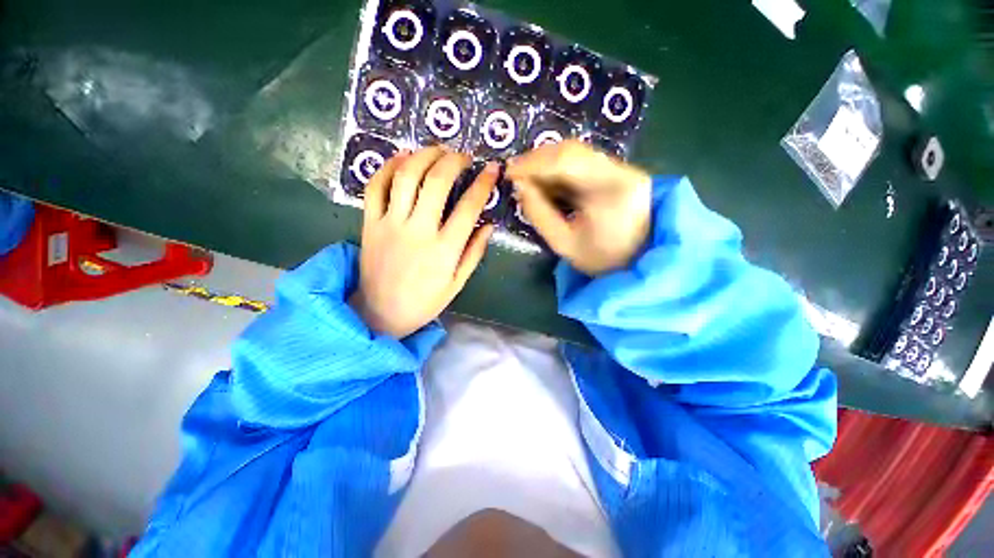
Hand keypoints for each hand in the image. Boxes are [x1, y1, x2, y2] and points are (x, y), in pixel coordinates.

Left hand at [349, 147, 496, 337]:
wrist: (380, 313)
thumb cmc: (425, 301)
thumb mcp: (457, 283)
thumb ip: (474, 252)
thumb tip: (488, 224)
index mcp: (444, 249)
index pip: (469, 207)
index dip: (483, 183)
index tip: (492, 169)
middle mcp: (418, 230)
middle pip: (436, 182)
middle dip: (453, 160)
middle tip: (463, 156)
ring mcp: (390, 224)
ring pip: (406, 176)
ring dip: (424, 155)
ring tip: (437, 150)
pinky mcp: (369, 223)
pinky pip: (375, 187)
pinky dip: (388, 167)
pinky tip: (401, 158)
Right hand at [506, 140, 651, 275]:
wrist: (639, 262)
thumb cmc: (601, 260)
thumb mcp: (564, 243)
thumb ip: (539, 214)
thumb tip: (520, 186)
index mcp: (612, 190)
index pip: (567, 161)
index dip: (533, 163)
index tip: (509, 173)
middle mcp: (622, 170)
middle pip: (572, 150)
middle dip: (537, 159)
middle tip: (515, 173)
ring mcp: (623, 168)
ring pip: (577, 152)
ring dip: (547, 162)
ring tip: (526, 177)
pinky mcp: (619, 171)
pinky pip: (583, 161)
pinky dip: (559, 168)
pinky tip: (545, 180)